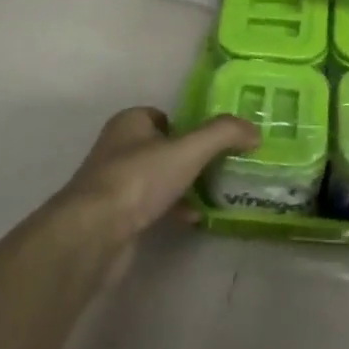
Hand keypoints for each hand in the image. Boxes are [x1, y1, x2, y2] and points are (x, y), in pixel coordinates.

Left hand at [62, 107, 258, 242]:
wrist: (94, 232)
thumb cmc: (139, 179)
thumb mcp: (188, 150)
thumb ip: (223, 135)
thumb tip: (254, 131)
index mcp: (129, 123)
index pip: (163, 116)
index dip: (188, 127)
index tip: (214, 142)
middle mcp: (118, 148)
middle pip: (162, 147)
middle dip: (189, 158)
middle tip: (220, 168)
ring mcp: (114, 183)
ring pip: (157, 178)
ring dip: (182, 185)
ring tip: (213, 194)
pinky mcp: (114, 215)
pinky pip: (151, 205)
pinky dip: (172, 209)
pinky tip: (192, 218)